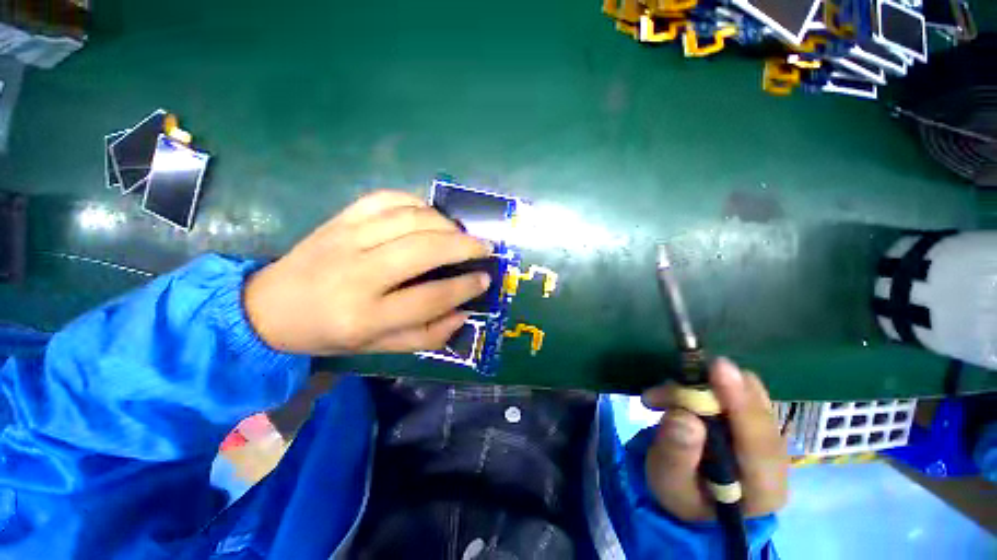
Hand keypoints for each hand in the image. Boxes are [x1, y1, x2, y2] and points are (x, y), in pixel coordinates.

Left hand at [244, 190, 491, 354]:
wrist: (269, 306)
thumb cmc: (329, 333)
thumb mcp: (378, 347)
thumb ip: (425, 335)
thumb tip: (463, 314)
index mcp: (365, 316)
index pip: (430, 297)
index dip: (464, 287)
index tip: (484, 279)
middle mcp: (357, 274)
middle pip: (424, 250)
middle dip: (464, 246)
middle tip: (484, 248)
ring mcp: (346, 239)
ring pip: (409, 219)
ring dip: (445, 223)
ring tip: (460, 234)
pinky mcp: (340, 218)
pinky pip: (386, 198)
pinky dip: (416, 202)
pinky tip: (429, 215)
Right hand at [641, 359, 788, 520]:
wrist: (689, 492)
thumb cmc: (681, 494)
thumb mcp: (669, 483)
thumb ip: (676, 454)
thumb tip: (684, 416)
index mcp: (764, 488)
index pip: (760, 443)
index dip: (740, 404)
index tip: (719, 368)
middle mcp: (774, 457)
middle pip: (755, 408)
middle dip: (707, 391)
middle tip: (659, 395)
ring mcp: (765, 432)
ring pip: (743, 390)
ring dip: (696, 385)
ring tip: (657, 399)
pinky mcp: (751, 416)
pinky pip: (732, 387)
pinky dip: (699, 384)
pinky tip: (672, 396)